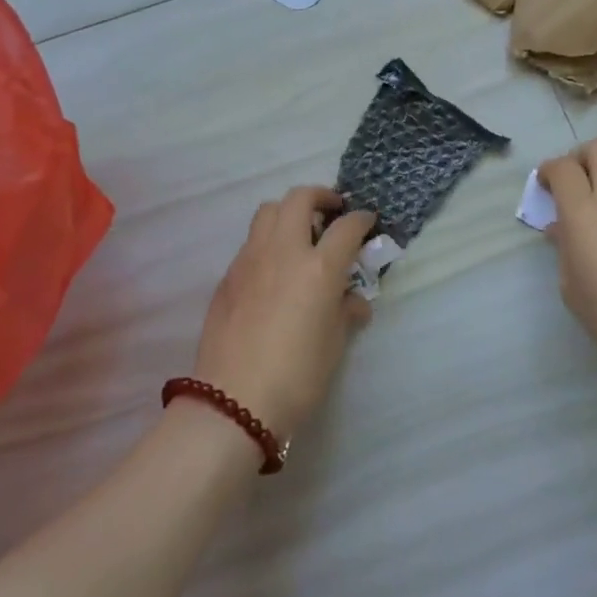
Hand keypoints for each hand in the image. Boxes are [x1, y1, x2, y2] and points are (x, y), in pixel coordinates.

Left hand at [194, 187, 377, 441]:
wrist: (233, 400)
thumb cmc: (296, 376)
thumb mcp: (333, 345)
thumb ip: (345, 312)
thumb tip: (354, 301)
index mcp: (318, 268)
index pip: (346, 227)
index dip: (361, 220)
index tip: (367, 222)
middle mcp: (283, 251)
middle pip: (299, 199)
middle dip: (320, 196)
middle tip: (332, 212)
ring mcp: (250, 259)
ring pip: (268, 211)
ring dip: (289, 212)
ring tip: (300, 234)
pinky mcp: (228, 276)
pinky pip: (251, 242)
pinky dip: (268, 241)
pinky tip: (274, 270)